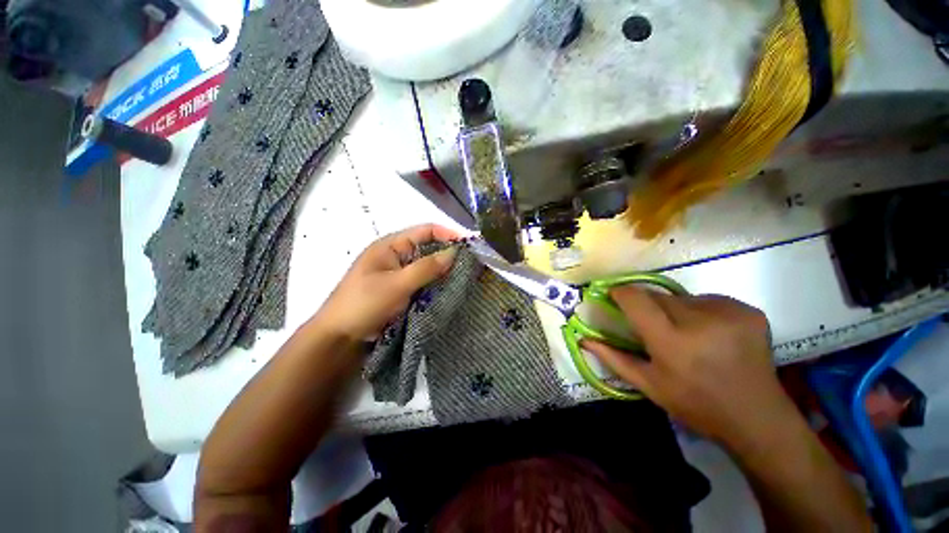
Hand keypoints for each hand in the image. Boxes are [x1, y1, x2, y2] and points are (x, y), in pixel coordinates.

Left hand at [313, 224, 459, 341]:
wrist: (340, 337)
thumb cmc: (365, 304)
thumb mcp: (397, 284)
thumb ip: (426, 268)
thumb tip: (454, 252)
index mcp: (390, 246)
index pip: (425, 231)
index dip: (447, 234)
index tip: (468, 245)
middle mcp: (396, 256)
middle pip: (428, 248)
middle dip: (448, 254)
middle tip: (470, 264)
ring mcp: (398, 274)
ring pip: (427, 267)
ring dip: (443, 271)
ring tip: (464, 278)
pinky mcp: (400, 290)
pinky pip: (422, 282)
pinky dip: (435, 284)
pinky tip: (448, 291)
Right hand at [582, 286, 791, 447]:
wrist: (756, 417)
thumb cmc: (695, 404)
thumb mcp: (648, 385)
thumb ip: (612, 357)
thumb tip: (583, 338)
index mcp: (672, 343)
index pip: (636, 299)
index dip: (621, 293)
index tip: (615, 296)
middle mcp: (700, 322)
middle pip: (659, 296)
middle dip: (649, 306)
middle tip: (656, 327)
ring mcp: (729, 313)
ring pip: (682, 297)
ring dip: (676, 310)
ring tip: (686, 333)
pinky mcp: (748, 311)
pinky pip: (709, 300)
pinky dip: (702, 311)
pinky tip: (710, 332)